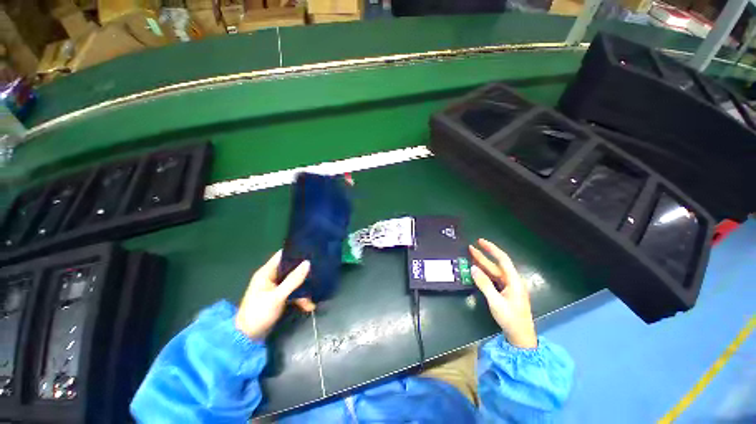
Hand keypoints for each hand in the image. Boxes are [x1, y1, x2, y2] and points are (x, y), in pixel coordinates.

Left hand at [235, 251, 315, 339]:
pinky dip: (301, 298)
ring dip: (304, 289)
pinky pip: (294, 292)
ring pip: (294, 281)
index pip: (282, 255)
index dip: (296, 252)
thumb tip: (308, 263)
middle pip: (291, 268)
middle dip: (304, 271)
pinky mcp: (280, 297)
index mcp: (267, 272)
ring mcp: (276, 288)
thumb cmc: (259, 313)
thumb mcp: (277, 296)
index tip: (311, 251)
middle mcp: (272, 277)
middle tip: (319, 270)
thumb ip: (293, 280)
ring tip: (313, 296)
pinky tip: (308, 306)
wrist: (248, 338)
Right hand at [469, 239, 537, 348]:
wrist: (521, 337)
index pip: (502, 259)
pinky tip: (477, 270)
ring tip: (471, 256)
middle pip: (496, 265)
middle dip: (483, 255)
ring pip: (494, 272)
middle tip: (470, 247)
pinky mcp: (505, 292)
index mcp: (513, 281)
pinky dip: (484, 273)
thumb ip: (484, 284)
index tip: (480, 242)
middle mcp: (511, 281)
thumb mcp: (495, 301)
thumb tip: (473, 268)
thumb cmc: (511, 319)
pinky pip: (493, 279)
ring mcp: (508, 287)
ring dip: (482, 264)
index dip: (491, 249)